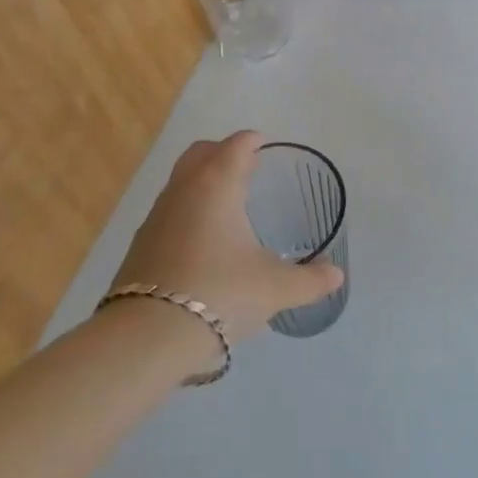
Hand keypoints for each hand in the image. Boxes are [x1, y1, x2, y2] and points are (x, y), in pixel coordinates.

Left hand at [110, 131, 344, 346]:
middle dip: (222, 152)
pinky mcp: (140, 244)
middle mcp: (183, 190)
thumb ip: (309, 280)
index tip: (263, 144)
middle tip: (246, 168)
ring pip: (181, 181)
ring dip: (202, 181)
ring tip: (226, 204)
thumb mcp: (274, 289)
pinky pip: (168, 211)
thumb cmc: (221, 293)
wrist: (148, 335)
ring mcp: (157, 216)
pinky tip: (201, 240)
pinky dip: (187, 211)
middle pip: (201, 152)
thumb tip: (336, 275)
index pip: (235, 146)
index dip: (251, 141)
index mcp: (217, 184)